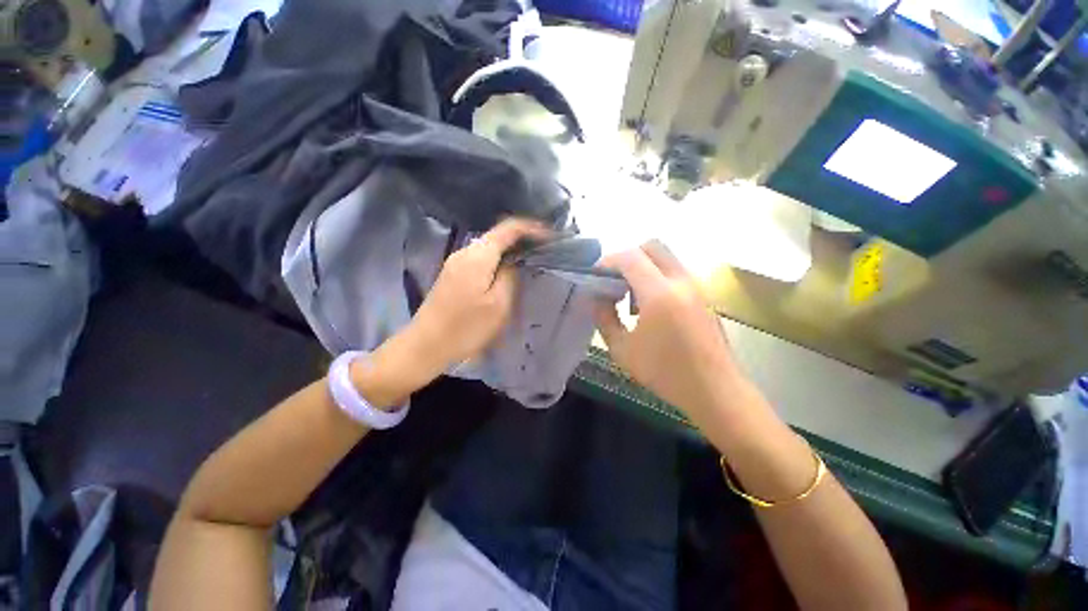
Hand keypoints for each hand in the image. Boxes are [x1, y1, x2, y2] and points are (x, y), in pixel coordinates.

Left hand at [406, 218, 548, 374]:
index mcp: (478, 256)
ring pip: (489, 247)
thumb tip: (514, 262)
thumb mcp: (498, 304)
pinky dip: (497, 259)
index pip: (508, 228)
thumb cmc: (466, 328)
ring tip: (529, 258)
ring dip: (509, 249)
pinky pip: (480, 258)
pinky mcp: (452, 274)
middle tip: (542, 248)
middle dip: (521, 238)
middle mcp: (465, 252)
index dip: (531, 228)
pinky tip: (507, 270)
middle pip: (497, 235)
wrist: (426, 345)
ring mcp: (456, 262)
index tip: (549, 236)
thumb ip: (510, 276)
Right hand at [594, 242, 751, 421]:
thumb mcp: (622, 350)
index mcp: (659, 294)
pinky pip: (675, 272)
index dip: (607, 261)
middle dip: (628, 257)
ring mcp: (696, 286)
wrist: (715, 390)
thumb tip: (597, 298)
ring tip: (631, 297)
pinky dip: (657, 277)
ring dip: (643, 267)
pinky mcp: (703, 295)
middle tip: (614, 280)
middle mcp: (681, 281)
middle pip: (652, 246)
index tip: (595, 275)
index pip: (629, 257)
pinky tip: (650, 307)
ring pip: (665, 258)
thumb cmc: (665, 372)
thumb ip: (604, 318)